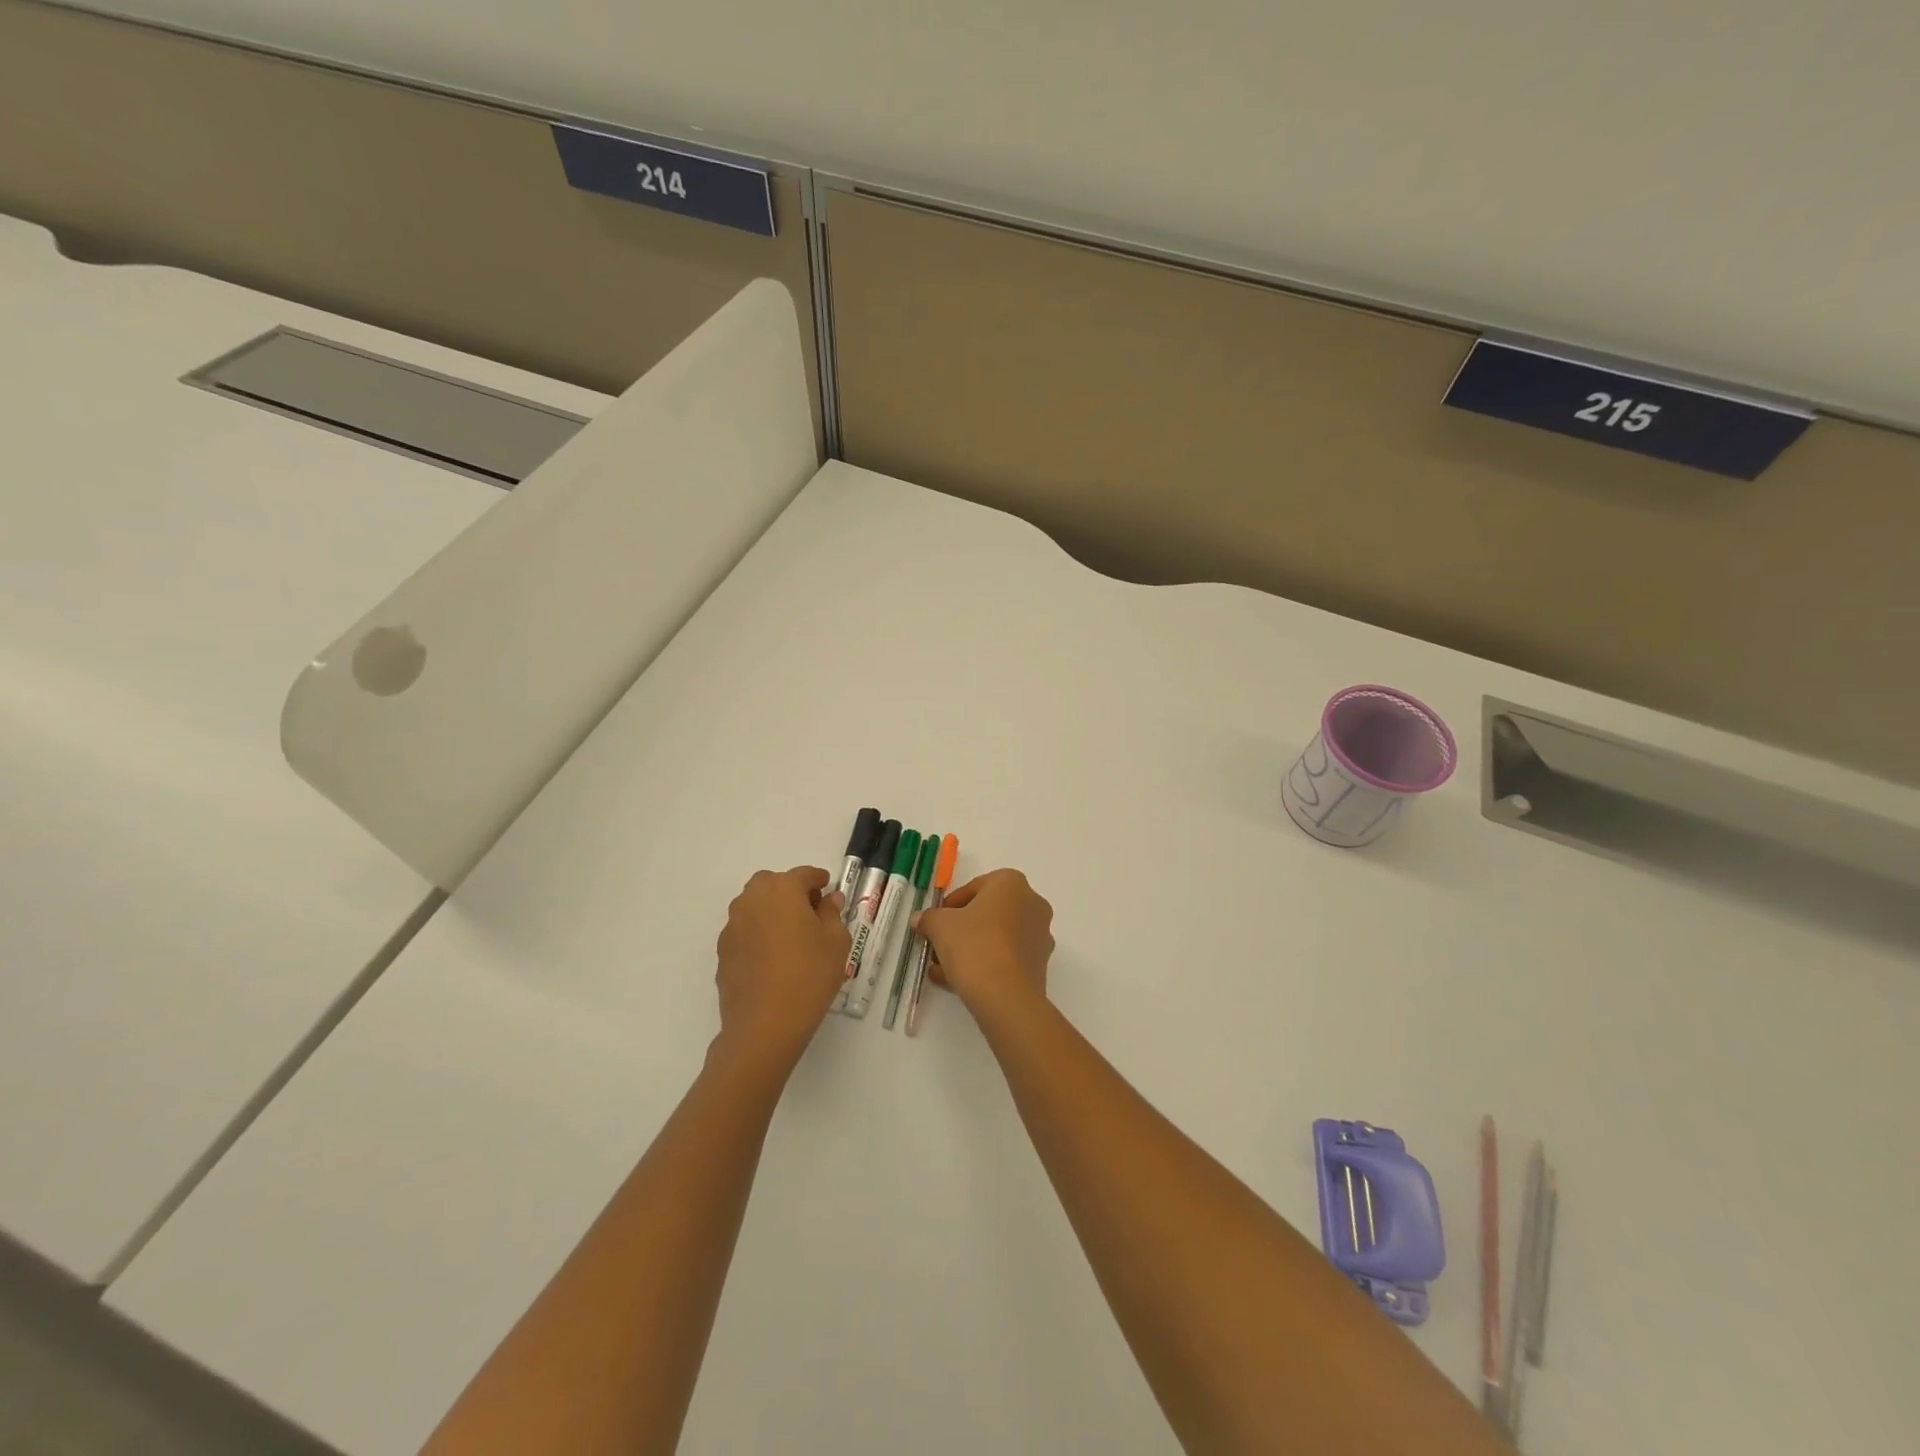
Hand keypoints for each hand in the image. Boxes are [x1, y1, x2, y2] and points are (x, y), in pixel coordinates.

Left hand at [714, 867, 850, 1069]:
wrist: (764, 1025)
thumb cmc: (809, 976)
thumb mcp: (835, 942)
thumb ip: (832, 914)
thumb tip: (828, 900)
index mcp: (782, 891)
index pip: (803, 875)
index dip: (818, 879)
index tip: (828, 887)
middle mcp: (752, 900)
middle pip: (771, 883)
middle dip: (789, 890)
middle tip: (808, 910)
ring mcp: (732, 926)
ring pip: (753, 905)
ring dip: (771, 910)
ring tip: (790, 934)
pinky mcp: (723, 951)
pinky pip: (744, 930)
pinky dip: (758, 933)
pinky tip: (772, 957)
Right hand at [915, 869, 1053, 1021]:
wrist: (1005, 995)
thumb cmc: (973, 944)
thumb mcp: (940, 926)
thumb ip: (928, 918)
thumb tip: (919, 919)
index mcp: (1011, 883)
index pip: (974, 888)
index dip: (949, 906)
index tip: (935, 923)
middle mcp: (1032, 903)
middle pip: (987, 913)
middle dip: (960, 930)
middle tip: (939, 945)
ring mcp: (1040, 934)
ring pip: (997, 937)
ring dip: (970, 949)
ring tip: (942, 970)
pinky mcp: (1040, 963)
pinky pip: (1006, 957)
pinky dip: (985, 964)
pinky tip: (958, 982)